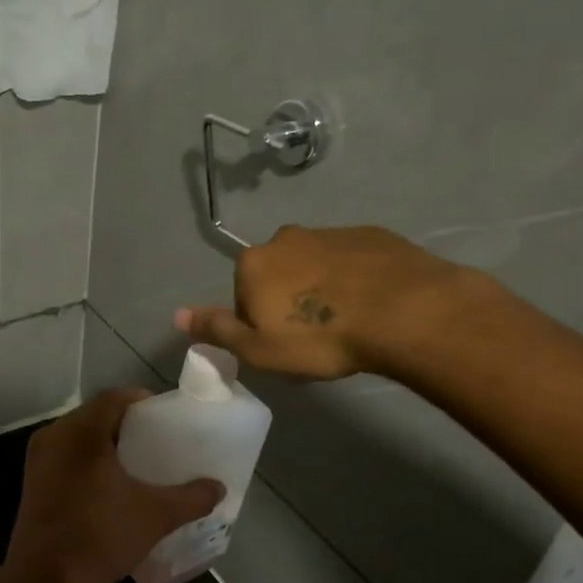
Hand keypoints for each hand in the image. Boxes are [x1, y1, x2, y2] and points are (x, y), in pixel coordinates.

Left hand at [7, 390, 223, 582]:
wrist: (45, 581)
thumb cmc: (100, 536)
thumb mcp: (155, 516)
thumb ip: (191, 498)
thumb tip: (218, 488)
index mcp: (81, 431)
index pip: (114, 398)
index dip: (142, 401)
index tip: (165, 416)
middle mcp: (54, 435)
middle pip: (95, 415)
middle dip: (126, 424)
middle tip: (156, 439)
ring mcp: (38, 459)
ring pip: (78, 437)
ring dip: (106, 443)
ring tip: (136, 461)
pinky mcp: (32, 481)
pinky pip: (65, 456)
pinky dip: (88, 460)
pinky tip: (109, 483)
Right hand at [177, 224, 489, 380]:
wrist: (404, 312)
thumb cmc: (321, 338)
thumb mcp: (259, 350)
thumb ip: (217, 330)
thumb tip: (177, 315)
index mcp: (254, 264)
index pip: (243, 296)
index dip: (260, 324)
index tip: (285, 346)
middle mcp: (286, 238)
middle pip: (277, 274)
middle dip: (290, 300)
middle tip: (316, 337)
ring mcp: (330, 232)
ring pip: (315, 265)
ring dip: (322, 289)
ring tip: (348, 323)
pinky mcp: (371, 234)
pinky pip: (351, 260)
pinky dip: (355, 279)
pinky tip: (373, 305)